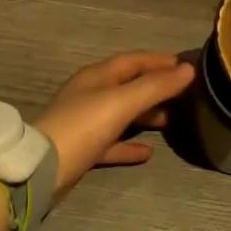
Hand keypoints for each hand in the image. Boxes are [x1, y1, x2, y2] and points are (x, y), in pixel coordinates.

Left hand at [33, 52, 194, 196]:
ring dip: (145, 115)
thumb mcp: (121, 102)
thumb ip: (155, 87)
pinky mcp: (83, 149)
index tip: (185, 65)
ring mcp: (86, 123)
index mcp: (97, 76)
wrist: (41, 169)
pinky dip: (131, 145)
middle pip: (128, 85)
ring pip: (122, 114)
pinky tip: (149, 153)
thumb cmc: (82, 126)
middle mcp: (91, 94)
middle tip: (184, 94)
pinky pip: (113, 143)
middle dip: (155, 87)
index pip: (133, 60)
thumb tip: (189, 69)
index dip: (159, 61)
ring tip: (171, 121)